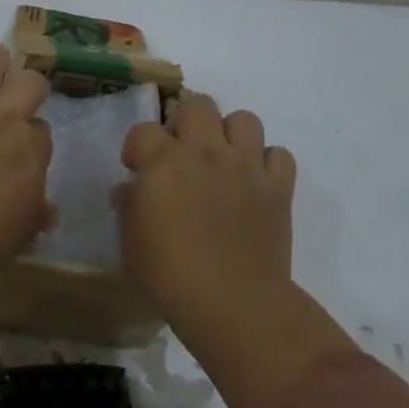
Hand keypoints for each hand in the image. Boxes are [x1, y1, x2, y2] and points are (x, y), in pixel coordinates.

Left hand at [0, 40, 52, 334]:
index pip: (42, 134)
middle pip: (26, 87)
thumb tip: (46, 210)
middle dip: (29, 84)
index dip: (37, 137)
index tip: (30, 147)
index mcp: (28, 154)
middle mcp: (0, 122)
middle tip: (26, 86)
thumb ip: (31, 217)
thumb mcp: (15, 239)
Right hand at [116, 94, 351, 407]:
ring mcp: (246, 166)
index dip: (137, 147)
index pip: (144, 129)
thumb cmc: (169, 273)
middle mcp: (206, 152)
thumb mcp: (131, 239)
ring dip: (230, 134)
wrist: (232, 303)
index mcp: (164, 161)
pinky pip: (279, 155)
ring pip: (244, 119)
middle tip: (181, 151)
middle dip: (185, 120)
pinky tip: (255, 182)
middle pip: (198, 104)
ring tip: (222, 159)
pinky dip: (267, 162)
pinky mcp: (278, 188)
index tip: (137, 169)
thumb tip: (129, 189)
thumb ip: (128, 205)